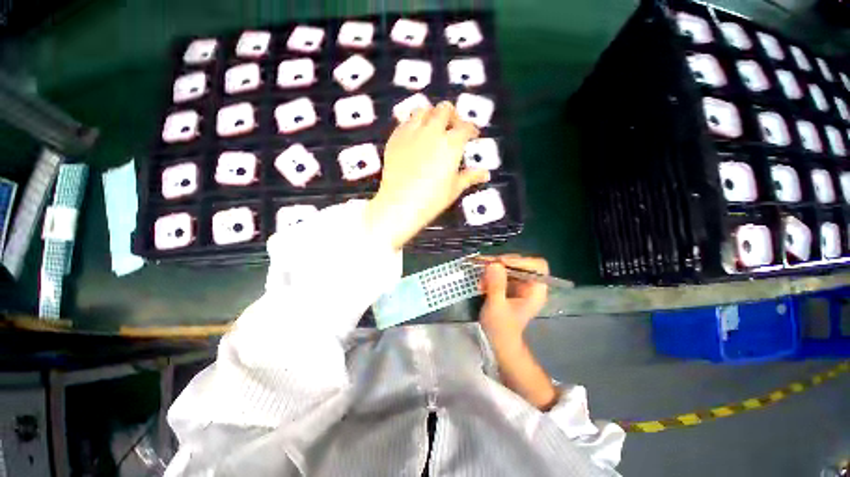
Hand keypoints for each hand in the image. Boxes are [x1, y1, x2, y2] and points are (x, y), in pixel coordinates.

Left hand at [365, 102, 489, 248]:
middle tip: (453, 128)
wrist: (400, 204)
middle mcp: (432, 132)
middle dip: (452, 116)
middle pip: (444, 110)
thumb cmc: (431, 199)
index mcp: (451, 144)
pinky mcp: (395, 139)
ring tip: (432, 129)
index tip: (472, 134)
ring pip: (422, 110)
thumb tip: (485, 173)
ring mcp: (411, 133)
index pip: (465, 127)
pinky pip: (405, 123)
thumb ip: (470, 177)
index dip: (471, 129)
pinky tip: (414, 138)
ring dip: (431, 116)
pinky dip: (413, 125)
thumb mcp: (454, 188)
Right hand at [478, 255, 549, 345]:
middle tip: (485, 267)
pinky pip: (502, 273)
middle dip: (501, 264)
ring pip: (509, 267)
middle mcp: (531, 285)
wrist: (499, 342)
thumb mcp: (496, 306)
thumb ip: (496, 284)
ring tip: (481, 282)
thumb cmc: (501, 328)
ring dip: (493, 271)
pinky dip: (491, 276)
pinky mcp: (510, 286)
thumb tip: (494, 263)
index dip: (520, 261)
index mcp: (536, 291)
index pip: (537, 266)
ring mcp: (520, 285)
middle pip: (520, 263)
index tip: (501, 263)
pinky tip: (481, 285)